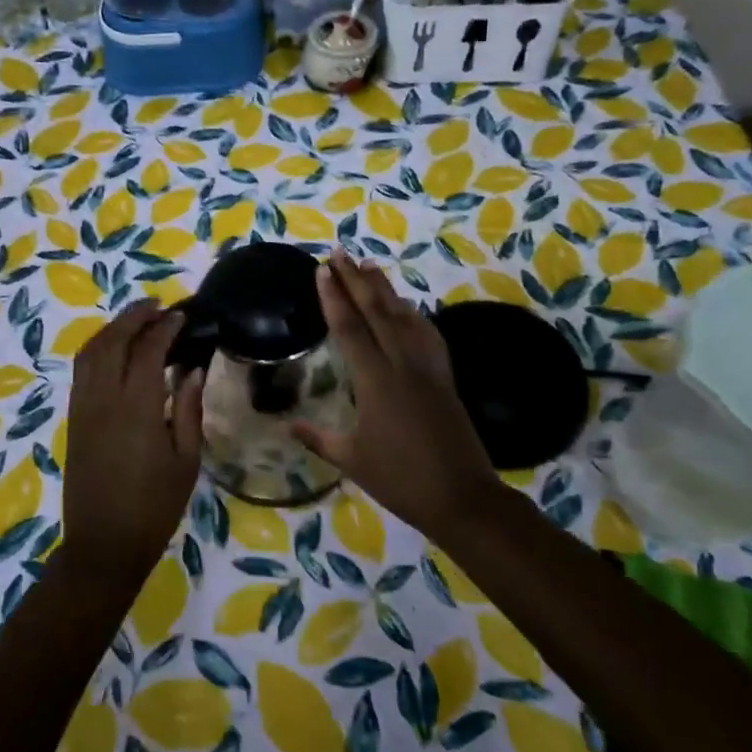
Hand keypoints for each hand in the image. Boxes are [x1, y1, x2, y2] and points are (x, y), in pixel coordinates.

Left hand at [58, 301, 205, 586]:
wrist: (103, 544)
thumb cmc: (154, 507)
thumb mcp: (186, 461)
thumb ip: (189, 410)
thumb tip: (192, 370)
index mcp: (137, 408)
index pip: (148, 350)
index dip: (165, 328)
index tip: (181, 316)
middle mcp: (104, 398)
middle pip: (113, 340)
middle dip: (134, 316)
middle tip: (157, 305)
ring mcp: (83, 407)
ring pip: (90, 351)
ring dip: (112, 328)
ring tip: (136, 320)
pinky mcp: (72, 418)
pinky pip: (81, 370)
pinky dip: (96, 348)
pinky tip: (114, 349)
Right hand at [293, 251, 498, 536]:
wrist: (462, 497)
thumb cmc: (401, 480)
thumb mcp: (352, 460)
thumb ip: (319, 438)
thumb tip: (288, 424)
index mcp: (376, 382)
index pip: (350, 329)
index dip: (334, 298)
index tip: (322, 270)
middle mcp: (402, 365)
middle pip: (378, 312)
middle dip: (357, 280)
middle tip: (340, 253)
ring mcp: (428, 369)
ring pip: (405, 317)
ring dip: (385, 289)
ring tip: (369, 266)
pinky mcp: (445, 378)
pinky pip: (428, 335)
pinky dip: (414, 314)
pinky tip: (408, 307)